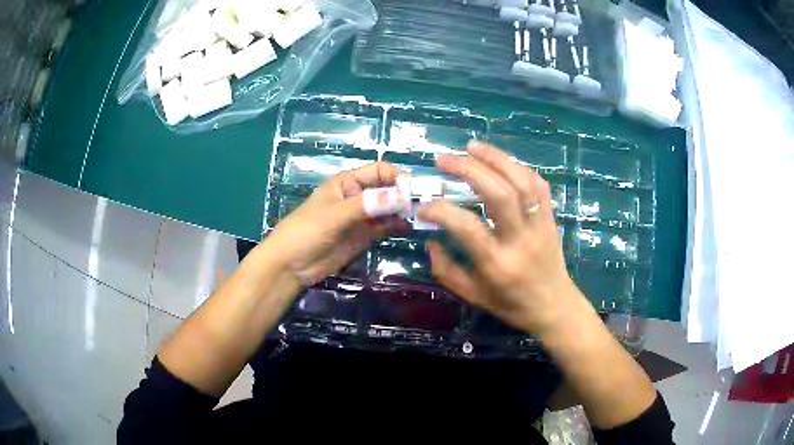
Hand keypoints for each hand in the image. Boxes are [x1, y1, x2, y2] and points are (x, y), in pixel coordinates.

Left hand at [262, 162, 406, 285]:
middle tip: (421, 206)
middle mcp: (358, 196)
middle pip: (387, 189)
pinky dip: (397, 225)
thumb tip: (401, 196)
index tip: (412, 191)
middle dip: (403, 194)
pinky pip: (385, 226)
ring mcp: (362, 217)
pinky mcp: (364, 236)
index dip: (396, 177)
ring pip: (389, 208)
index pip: (379, 171)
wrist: (291, 265)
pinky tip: (408, 228)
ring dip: (403, 210)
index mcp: (347, 183)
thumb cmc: (306, 231)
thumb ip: (367, 205)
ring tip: (420, 217)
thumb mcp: (335, 215)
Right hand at [419, 141, 581, 335]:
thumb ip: (446, 270)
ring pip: (522, 182)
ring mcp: (539, 225)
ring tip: (470, 147)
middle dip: (469, 169)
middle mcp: (520, 240)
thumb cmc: (510, 304)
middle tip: (444, 160)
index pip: (467, 227)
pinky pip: (538, 184)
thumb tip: (430, 240)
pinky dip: (517, 166)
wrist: (554, 306)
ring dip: (495, 158)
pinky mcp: (551, 217)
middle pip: (498, 194)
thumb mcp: (472, 297)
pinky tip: (499, 160)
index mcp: (497, 264)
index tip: (424, 206)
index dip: (441, 210)